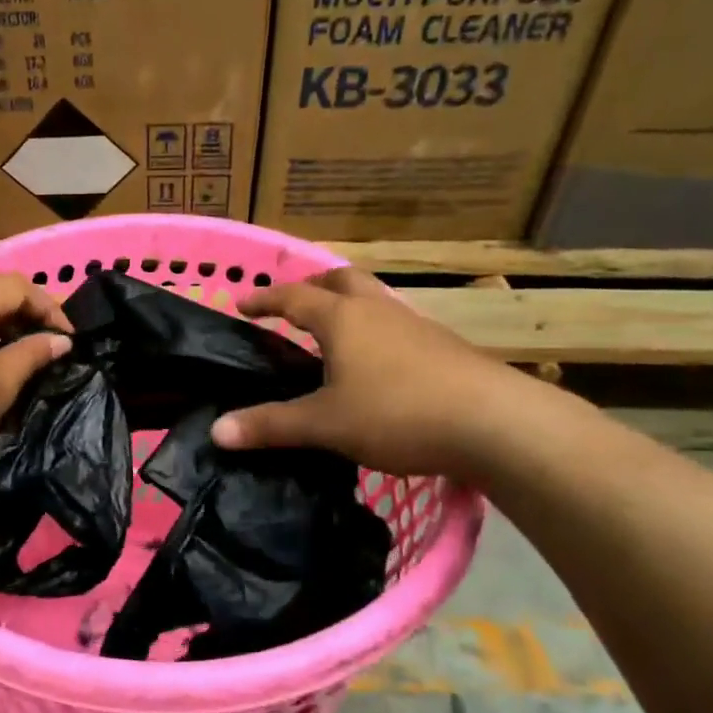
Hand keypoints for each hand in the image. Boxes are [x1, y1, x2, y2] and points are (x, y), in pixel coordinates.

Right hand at [212, 268, 533, 477]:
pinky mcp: (444, 347)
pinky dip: (376, 333)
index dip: (265, 299)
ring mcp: (416, 326)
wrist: (496, 423)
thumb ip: (271, 425)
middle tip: (293, 306)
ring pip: (374, 301)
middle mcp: (379, 311)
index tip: (241, 304)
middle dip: (313, 286)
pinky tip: (378, 367)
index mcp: (343, 319)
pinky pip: (397, 326)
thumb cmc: (398, 413)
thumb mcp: (325, 424)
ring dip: (348, 307)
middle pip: (341, 280)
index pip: (294, 297)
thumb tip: (216, 432)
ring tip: (333, 337)